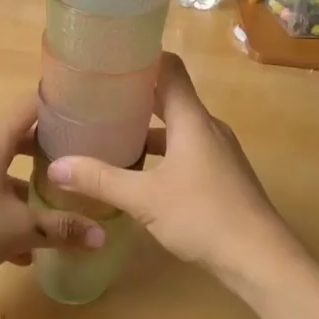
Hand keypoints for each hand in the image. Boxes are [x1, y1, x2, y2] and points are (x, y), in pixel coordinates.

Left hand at [0, 93, 106, 292]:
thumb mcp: (18, 229)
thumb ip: (61, 229)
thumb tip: (102, 236)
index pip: (29, 107)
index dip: (58, 105)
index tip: (86, 112)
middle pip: (20, 141)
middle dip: (50, 154)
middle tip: (82, 164)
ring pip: (5, 175)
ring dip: (30, 192)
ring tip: (62, 209)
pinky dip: (9, 216)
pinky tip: (27, 251)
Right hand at [46, 53, 295, 286]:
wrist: (262, 261)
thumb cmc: (204, 216)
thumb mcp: (144, 199)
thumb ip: (100, 180)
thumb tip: (56, 166)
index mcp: (192, 119)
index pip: (170, 68)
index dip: (142, 57)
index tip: (111, 58)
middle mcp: (207, 126)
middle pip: (171, 95)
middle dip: (136, 93)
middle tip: (98, 94)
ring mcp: (218, 151)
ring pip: (178, 125)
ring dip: (148, 125)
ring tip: (111, 131)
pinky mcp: (222, 174)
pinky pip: (186, 147)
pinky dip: (162, 150)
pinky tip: (139, 170)